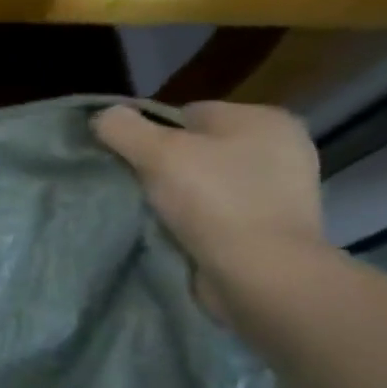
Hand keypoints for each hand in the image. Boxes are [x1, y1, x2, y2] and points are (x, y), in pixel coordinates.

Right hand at [93, 102, 325, 311]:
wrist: (261, 274)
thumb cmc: (214, 201)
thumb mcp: (156, 153)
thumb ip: (123, 128)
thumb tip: (103, 116)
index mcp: (263, 119)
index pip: (187, 114)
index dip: (151, 135)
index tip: (131, 162)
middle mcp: (281, 147)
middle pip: (197, 148)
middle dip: (165, 166)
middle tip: (139, 188)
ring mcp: (282, 190)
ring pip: (207, 181)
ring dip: (179, 195)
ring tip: (154, 213)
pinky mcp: (273, 226)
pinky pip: (220, 210)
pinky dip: (198, 219)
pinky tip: (179, 231)